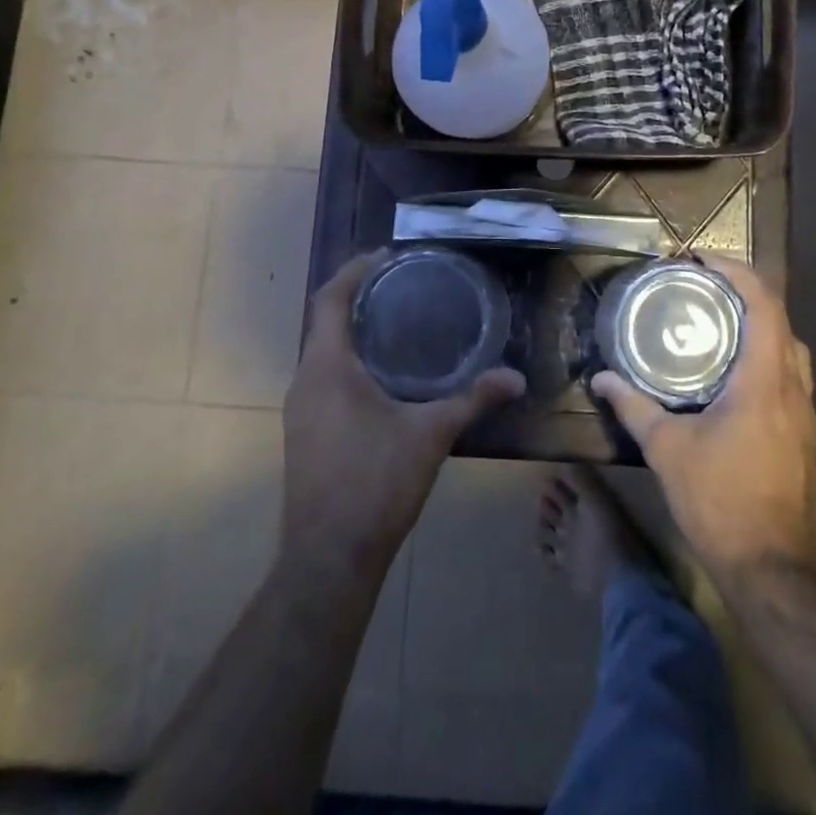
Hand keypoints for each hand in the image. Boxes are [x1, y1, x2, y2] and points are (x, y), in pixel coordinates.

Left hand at [281, 252, 524, 580]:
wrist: (329, 559)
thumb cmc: (376, 484)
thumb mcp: (431, 435)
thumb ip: (473, 400)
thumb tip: (516, 377)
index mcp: (327, 368)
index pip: (330, 300)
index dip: (354, 271)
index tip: (385, 255)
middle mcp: (305, 381)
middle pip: (324, 323)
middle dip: (358, 298)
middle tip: (401, 285)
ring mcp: (299, 411)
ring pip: (323, 353)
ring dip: (352, 332)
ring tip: (396, 323)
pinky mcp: (304, 434)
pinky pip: (323, 379)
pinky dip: (349, 362)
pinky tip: (382, 376)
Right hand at [590, 256, 815, 582]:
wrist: (774, 568)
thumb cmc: (720, 501)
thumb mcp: (667, 450)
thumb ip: (633, 407)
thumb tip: (601, 378)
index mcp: (764, 380)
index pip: (763, 304)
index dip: (737, 271)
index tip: (702, 260)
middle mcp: (793, 387)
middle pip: (780, 318)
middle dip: (745, 292)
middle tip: (704, 287)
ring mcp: (804, 412)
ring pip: (790, 347)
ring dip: (759, 323)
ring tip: (717, 321)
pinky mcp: (803, 433)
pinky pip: (790, 373)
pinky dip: (765, 353)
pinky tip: (733, 372)